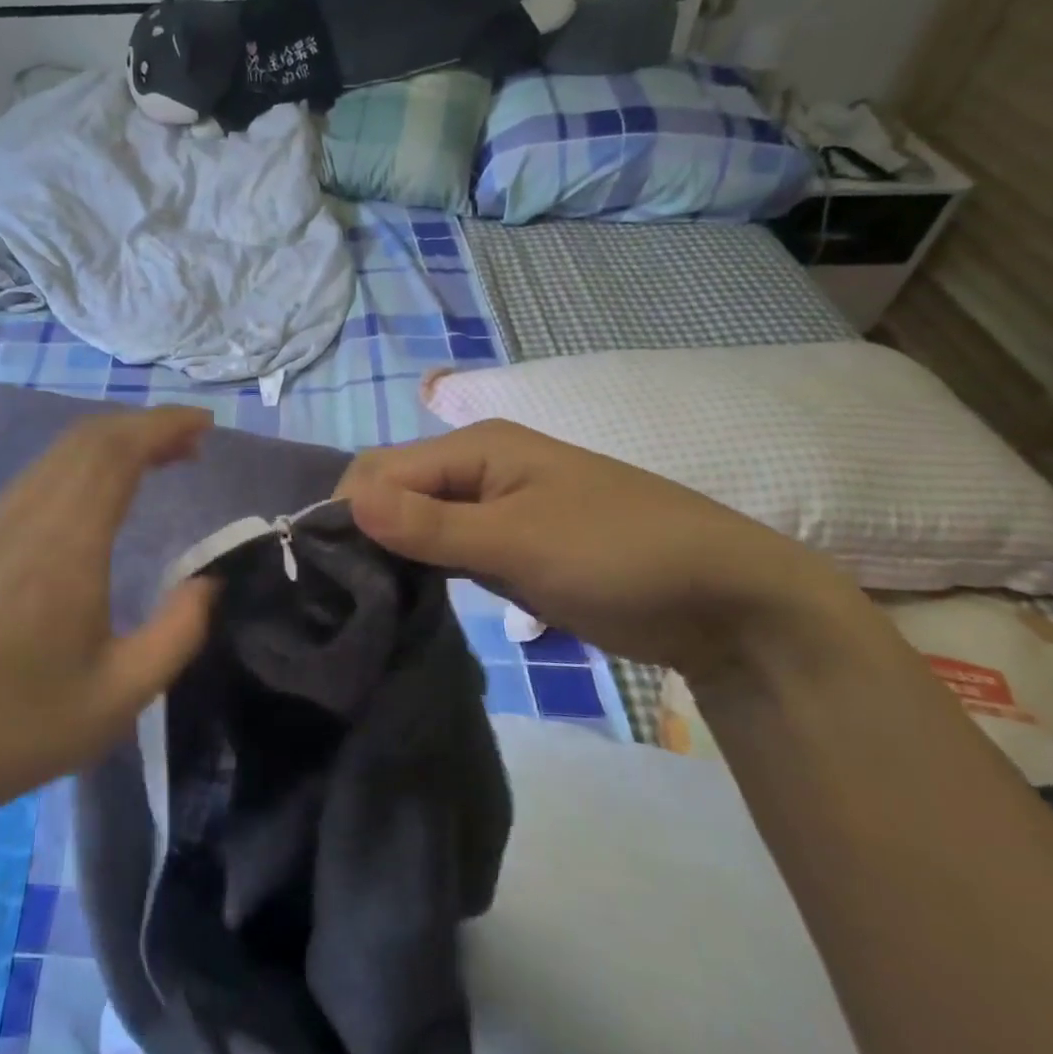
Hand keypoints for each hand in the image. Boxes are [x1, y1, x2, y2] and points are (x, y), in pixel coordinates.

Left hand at [0, 407, 217, 823]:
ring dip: (115, 440)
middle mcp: (29, 517)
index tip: (206, 425)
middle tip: (193, 442)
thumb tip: (211, 581)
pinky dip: (84, 461)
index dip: (163, 426)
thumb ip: (180, 631)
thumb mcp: (123, 694)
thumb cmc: (26, 726)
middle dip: (146, 426)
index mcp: (67, 546)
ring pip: (62, 451)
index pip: (116, 452)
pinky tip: (104, 490)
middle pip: (90, 438)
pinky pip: (41, 472)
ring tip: (160, 458)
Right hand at [338, 419, 870, 681]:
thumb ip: (430, 524)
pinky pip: (443, 551)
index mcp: (476, 448)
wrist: (725, 602)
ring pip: (414, 525)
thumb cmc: (621, 555)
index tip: (328, 573)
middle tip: (344, 598)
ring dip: (389, 557)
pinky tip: (402, 602)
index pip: (380, 469)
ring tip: (363, 605)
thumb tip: (345, 500)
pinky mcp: (504, 549)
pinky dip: (420, 572)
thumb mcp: (520, 540)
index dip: (347, 513)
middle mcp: (475, 471)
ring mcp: (491, 511)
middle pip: (393, 494)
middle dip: (364, 535)